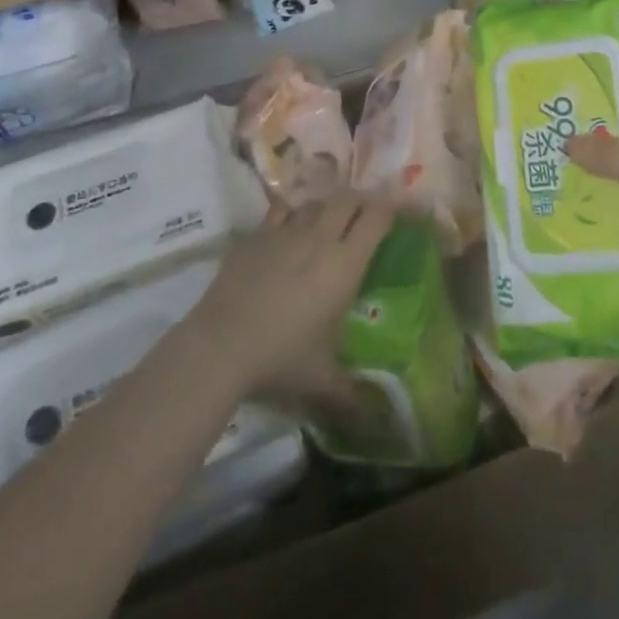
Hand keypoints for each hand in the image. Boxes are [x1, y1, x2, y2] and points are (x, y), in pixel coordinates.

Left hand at [185, 193, 393, 405]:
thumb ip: (352, 394)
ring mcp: (285, 231)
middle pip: (348, 199)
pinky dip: (291, 215)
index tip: (398, 212)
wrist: (220, 346)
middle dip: (361, 202)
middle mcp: (320, 237)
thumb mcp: (322, 381)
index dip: (391, 209)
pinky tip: (288, 231)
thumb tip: (375, 419)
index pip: (377, 218)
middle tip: (365, 217)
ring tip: (327, 224)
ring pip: (314, 203)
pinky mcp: (256, 235)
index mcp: (345, 264)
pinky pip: (281, 212)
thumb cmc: (281, 358)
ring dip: (326, 209)